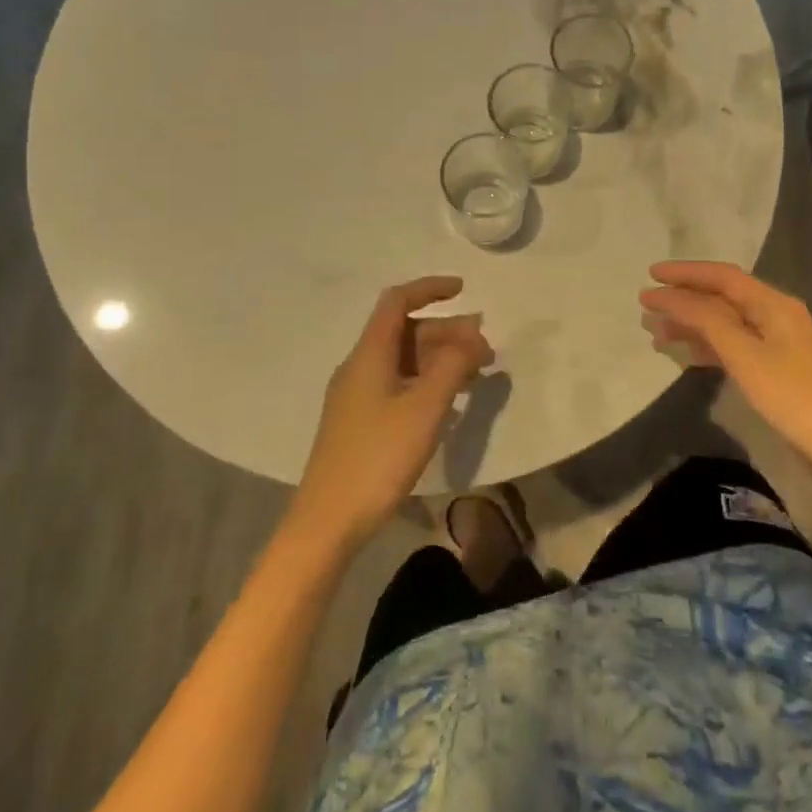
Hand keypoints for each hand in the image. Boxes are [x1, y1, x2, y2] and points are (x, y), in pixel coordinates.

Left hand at [292, 277, 493, 549]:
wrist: (327, 522)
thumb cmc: (378, 458)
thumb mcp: (424, 409)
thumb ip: (451, 366)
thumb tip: (471, 335)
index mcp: (369, 354)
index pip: (397, 301)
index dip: (429, 289)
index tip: (463, 290)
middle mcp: (359, 366)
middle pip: (404, 331)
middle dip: (446, 332)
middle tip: (484, 350)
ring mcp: (356, 395)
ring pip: (403, 359)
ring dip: (439, 358)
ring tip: (475, 374)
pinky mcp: (359, 421)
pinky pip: (398, 383)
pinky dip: (426, 381)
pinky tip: (447, 401)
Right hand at [640, 261, 811, 498]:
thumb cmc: (792, 396)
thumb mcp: (743, 354)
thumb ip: (704, 320)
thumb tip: (668, 295)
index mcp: (773, 304)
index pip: (721, 276)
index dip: (684, 272)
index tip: (650, 274)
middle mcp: (775, 315)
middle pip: (721, 297)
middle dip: (683, 299)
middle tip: (646, 306)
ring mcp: (776, 344)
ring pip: (724, 323)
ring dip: (691, 323)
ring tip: (656, 332)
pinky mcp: (775, 369)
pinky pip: (733, 345)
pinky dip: (707, 345)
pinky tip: (686, 354)